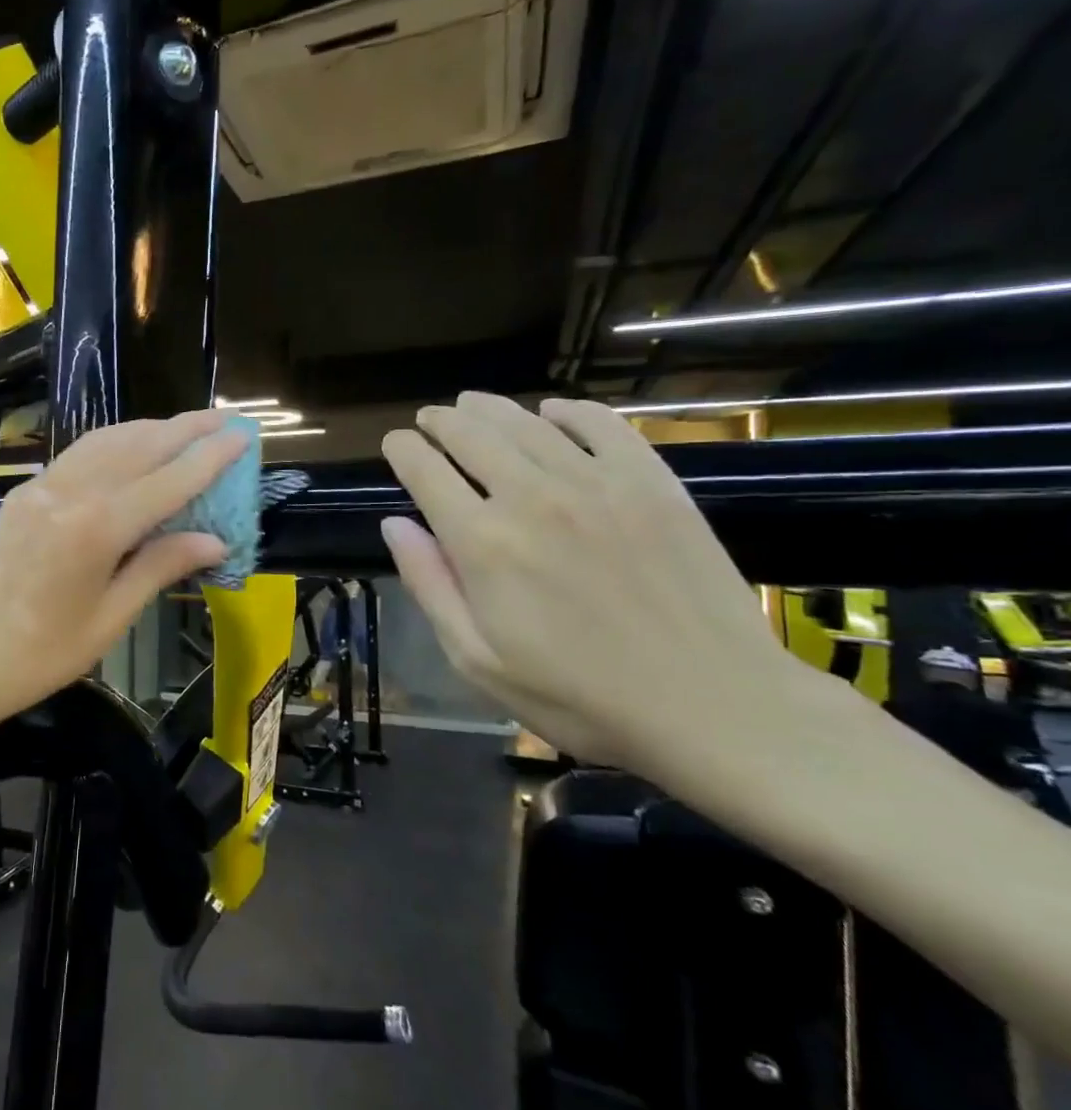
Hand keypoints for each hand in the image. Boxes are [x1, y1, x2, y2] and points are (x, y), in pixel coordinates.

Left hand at [0, 409, 246, 725]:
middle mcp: (69, 493)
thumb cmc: (41, 655)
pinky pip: (78, 455)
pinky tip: (130, 447)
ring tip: (186, 427)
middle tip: (225, 417)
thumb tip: (214, 540)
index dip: (209, 457)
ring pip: (105, 441)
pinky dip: (113, 442)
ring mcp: (41, 488)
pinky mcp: (23, 493)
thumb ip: (160, 567)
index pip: (167, 481)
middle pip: (138, 446)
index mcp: (96, 529)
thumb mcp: (110, 618)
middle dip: (185, 428)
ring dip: (149, 428)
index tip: (243, 434)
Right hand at [380, 392, 807, 779]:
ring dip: (489, 407)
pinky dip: (568, 410)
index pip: (425, 471)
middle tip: (428, 418)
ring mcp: (597, 483)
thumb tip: (395, 524)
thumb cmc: (579, 696)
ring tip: (471, 403)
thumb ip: (429, 585)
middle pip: (471, 434)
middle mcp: (532, 497)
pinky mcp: (652, 482)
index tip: (395, 444)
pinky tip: (552, 411)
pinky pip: (602, 424)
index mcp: (482, 543)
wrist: (715, 706)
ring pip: (527, 422)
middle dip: (440, 421)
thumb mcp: (477, 659)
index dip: (403, 450)